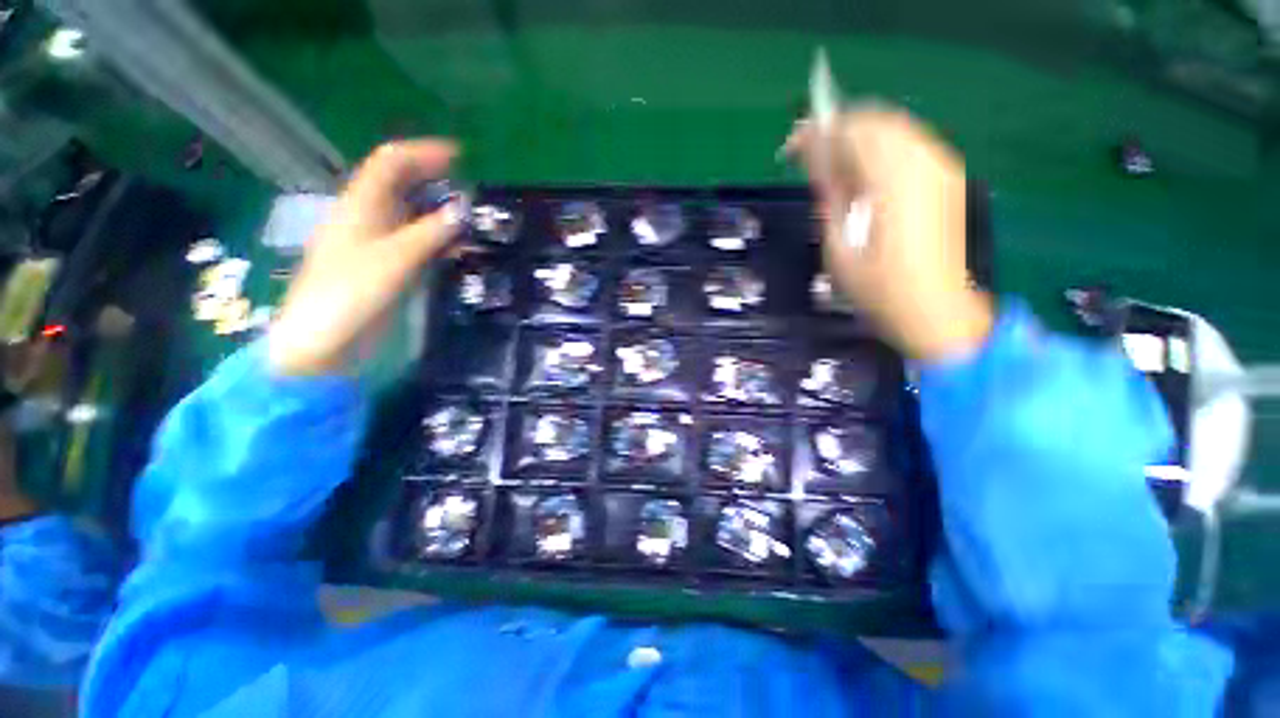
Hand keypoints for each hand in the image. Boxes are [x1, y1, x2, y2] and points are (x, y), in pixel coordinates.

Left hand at [269, 140, 462, 376]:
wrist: (325, 341)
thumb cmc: (350, 294)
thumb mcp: (394, 259)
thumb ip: (430, 233)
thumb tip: (462, 210)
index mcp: (361, 206)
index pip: (391, 163)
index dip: (423, 153)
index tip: (460, 157)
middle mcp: (370, 217)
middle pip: (403, 185)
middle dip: (436, 180)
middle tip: (472, 189)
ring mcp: (380, 243)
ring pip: (414, 215)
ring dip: (441, 212)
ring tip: (473, 218)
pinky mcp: (390, 266)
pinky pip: (419, 243)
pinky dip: (440, 239)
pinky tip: (461, 248)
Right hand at [787, 106, 992, 360]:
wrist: (933, 307)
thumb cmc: (878, 287)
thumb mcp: (839, 246)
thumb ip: (830, 197)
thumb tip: (816, 164)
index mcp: (893, 181)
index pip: (851, 133)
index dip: (816, 134)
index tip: (791, 147)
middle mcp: (923, 162)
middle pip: (874, 121)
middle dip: (837, 131)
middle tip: (808, 155)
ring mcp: (941, 166)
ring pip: (893, 128)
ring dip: (858, 138)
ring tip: (832, 165)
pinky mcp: (947, 176)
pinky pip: (909, 143)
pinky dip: (880, 148)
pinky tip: (864, 173)